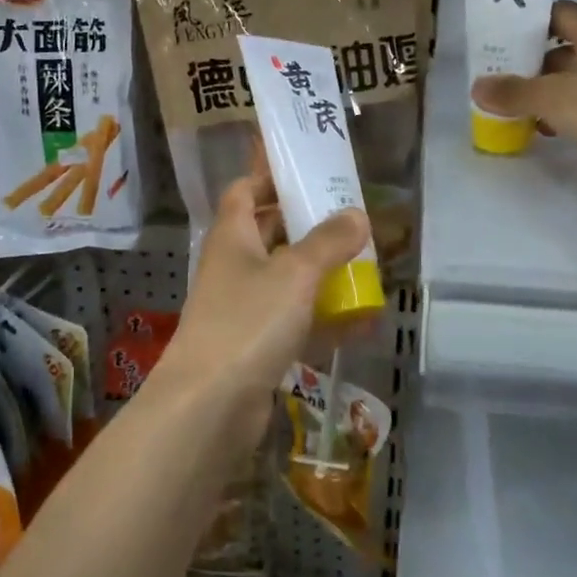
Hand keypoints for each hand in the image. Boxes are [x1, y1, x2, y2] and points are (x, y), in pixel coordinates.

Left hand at [160, 173, 369, 419]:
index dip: (271, 177)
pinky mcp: (257, 346)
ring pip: (287, 280)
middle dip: (309, 226)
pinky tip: (364, 321)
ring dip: (322, 274)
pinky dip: (325, 319)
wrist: (209, 405)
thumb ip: (329, 242)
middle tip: (352, 219)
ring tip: (367, 266)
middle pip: (271, 234)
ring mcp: (244, 309)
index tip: (308, 171)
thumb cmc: (248, 322)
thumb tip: (357, 214)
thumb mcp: (295, 273)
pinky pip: (296, 322)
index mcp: (232, 236)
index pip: (245, 191)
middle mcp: (234, 267)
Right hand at [471, 2, 576, 191]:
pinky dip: (569, 114)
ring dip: (550, 93)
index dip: (528, 24)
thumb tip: (477, 88)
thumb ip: (512, 92)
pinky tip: (548, 130)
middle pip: (565, 48)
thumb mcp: (549, 96)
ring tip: (517, 109)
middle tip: (501, 80)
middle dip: (533, 65)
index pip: (558, 13)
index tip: (500, 41)